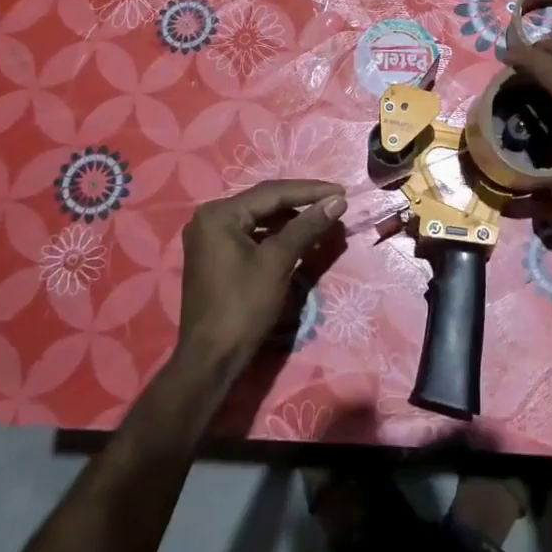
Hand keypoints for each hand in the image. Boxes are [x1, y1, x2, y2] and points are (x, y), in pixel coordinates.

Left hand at [176, 180, 346, 376]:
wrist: (211, 359)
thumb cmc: (243, 306)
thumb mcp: (277, 262)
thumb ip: (307, 227)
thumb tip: (337, 201)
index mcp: (219, 214)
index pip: (272, 192)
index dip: (310, 191)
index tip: (342, 191)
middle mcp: (210, 218)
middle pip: (264, 202)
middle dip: (301, 203)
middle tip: (335, 202)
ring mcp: (210, 237)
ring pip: (259, 218)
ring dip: (291, 219)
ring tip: (322, 219)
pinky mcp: (216, 255)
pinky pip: (251, 234)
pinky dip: (276, 235)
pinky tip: (299, 238)